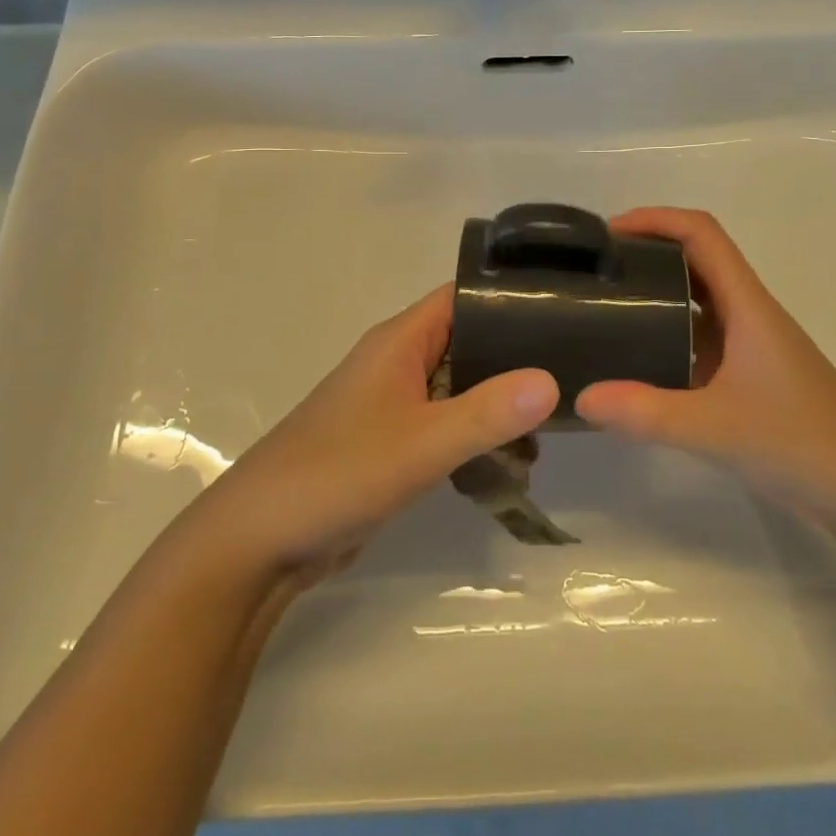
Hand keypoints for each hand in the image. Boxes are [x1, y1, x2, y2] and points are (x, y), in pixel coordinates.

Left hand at [179, 285, 558, 585]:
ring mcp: (392, 402)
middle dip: (514, 358)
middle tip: (574, 376)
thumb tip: (552, 379)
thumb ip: (488, 412)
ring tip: (552, 428)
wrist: (262, 539)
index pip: (464, 296)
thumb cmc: (339, 472)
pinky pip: (444, 424)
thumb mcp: (422, 442)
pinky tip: (511, 461)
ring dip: (498, 403)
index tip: (564, 309)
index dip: (509, 296)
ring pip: (459, 387)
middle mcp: (397, 361)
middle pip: (467, 341)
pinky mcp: (391, 442)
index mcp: (400, 341)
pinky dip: (475, 435)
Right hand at [575, 208, 835, 533]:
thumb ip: (646, 413)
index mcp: (748, 306)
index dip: (656, 219)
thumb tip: (580, 397)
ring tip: (606, 307)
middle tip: (596, 270)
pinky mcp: (750, 377)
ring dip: (656, 291)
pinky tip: (638, 361)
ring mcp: (751, 347)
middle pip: (697, 259)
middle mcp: (749, 315)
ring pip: (698, 300)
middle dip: (647, 251)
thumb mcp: (716, 428)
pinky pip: (701, 338)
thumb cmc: (803, 444)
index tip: (608, 234)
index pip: (702, 234)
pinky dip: (667, 334)